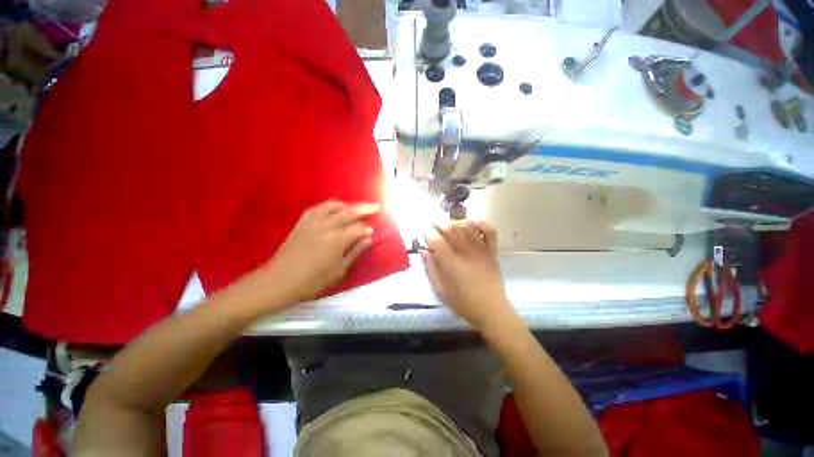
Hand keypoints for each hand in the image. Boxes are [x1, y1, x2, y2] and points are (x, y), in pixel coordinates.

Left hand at [261, 200, 377, 303]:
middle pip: (349, 212)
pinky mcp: (302, 222)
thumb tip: (368, 239)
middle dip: (364, 208)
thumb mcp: (339, 270)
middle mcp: (326, 226)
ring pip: (332, 206)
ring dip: (347, 204)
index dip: (367, 229)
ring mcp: (313, 222)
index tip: (373, 231)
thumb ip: (355, 252)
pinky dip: (328, 205)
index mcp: (337, 240)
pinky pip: (317, 208)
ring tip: (354, 207)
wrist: (280, 281)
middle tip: (375, 206)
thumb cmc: (313, 280)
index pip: (358, 229)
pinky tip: (332, 208)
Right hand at [421, 221, 518, 330]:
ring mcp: (481, 250)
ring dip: (457, 221)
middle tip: (434, 226)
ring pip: (468, 226)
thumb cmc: (464, 303)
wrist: (492, 311)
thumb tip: (423, 252)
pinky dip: (481, 224)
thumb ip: (431, 270)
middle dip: (440, 224)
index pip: (437, 241)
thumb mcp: (441, 292)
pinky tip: (472, 224)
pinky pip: (490, 231)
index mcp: (452, 265)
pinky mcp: (492, 252)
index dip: (428, 234)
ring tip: (450, 225)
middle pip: (452, 229)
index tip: (424, 234)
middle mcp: (466, 253)